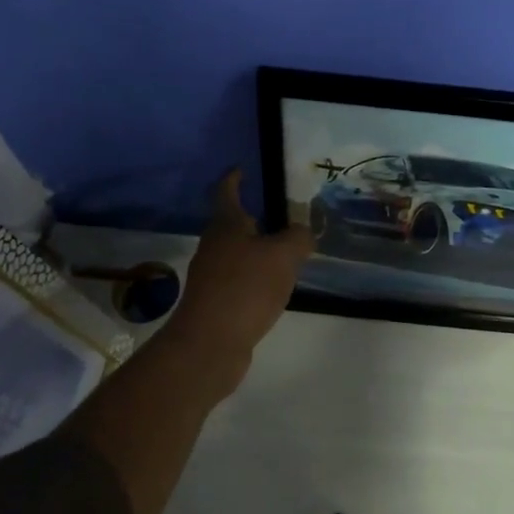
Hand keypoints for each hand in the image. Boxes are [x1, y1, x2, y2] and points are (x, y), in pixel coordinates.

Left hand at [159, 169, 312, 367]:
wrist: (210, 344)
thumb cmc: (245, 288)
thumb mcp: (283, 256)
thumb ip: (298, 238)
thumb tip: (303, 233)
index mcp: (225, 226)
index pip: (226, 192)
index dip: (234, 179)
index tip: (242, 169)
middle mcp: (214, 246)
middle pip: (232, 224)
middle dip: (254, 218)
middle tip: (283, 215)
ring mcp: (212, 276)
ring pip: (238, 253)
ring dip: (258, 250)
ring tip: (287, 252)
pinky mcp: (217, 302)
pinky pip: (241, 279)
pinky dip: (257, 276)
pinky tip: (276, 286)